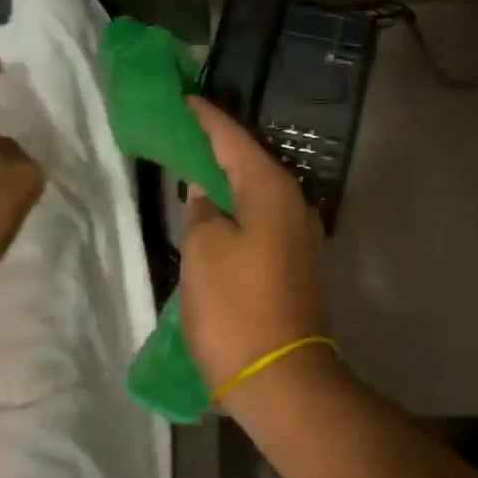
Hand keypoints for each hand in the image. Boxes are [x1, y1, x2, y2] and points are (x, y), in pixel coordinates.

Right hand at [180, 98, 331, 400]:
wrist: (280, 379)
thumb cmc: (236, 308)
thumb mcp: (205, 250)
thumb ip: (203, 211)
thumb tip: (207, 193)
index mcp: (272, 191)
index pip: (233, 139)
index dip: (205, 118)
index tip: (181, 98)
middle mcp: (293, 205)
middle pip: (248, 161)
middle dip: (215, 144)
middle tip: (180, 129)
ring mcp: (297, 236)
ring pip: (254, 191)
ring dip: (224, 177)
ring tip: (190, 163)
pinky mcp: (292, 263)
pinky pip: (258, 218)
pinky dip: (234, 207)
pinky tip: (213, 209)